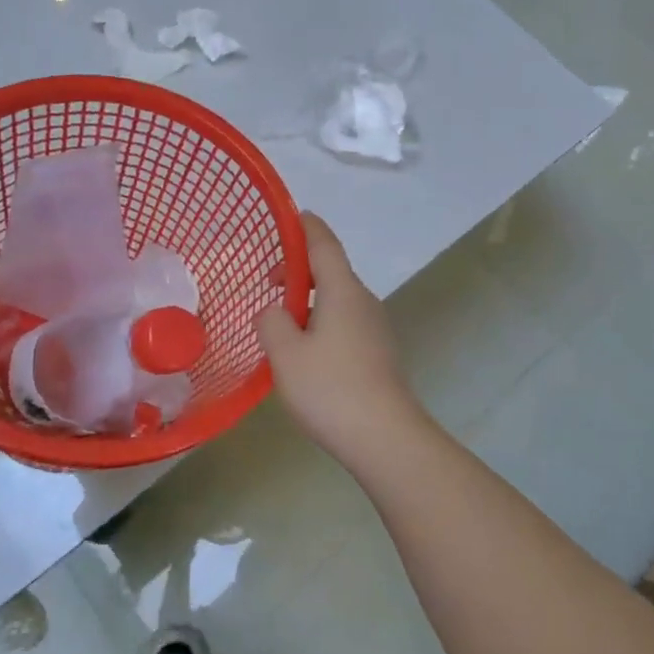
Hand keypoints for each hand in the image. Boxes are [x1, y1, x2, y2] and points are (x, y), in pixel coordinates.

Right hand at [256, 213, 423, 454]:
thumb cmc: (331, 389)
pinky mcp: (378, 352)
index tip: (291, 216)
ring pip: (337, 299)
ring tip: (281, 322)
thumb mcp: (286, 354)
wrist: (385, 437)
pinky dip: (322, 321)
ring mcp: (375, 327)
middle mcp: (363, 300)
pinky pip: (345, 322)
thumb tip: (274, 311)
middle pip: (330, 271)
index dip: (306, 227)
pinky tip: (305, 351)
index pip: (324, 244)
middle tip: (268, 283)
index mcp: (342, 290)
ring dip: (309, 300)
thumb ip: (272, 322)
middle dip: (299, 270)